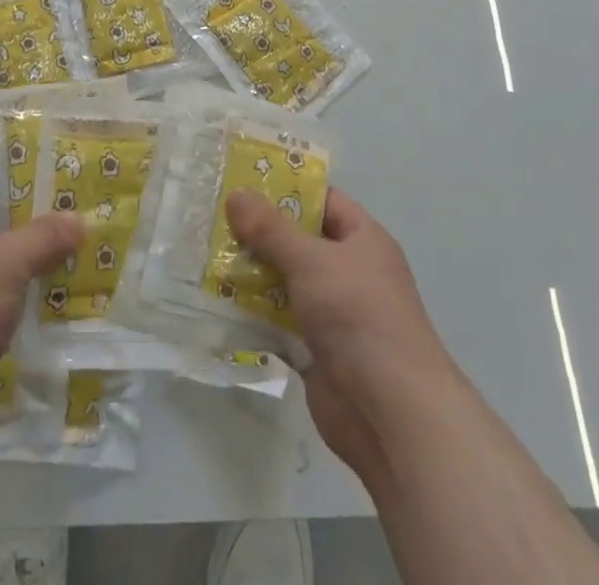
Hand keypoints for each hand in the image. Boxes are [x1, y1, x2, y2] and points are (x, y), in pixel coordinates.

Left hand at [0, 159, 80, 470]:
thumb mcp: (7, 260)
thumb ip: (46, 235)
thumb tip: (79, 220)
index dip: (12, 160)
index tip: (54, 157)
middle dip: (35, 206)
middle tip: (81, 196)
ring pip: (3, 252)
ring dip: (37, 249)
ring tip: (84, 235)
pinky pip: (5, 290)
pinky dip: (30, 286)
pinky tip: (67, 282)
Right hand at [226, 188, 462, 489]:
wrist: (392, 415)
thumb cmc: (359, 316)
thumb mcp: (311, 260)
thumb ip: (271, 229)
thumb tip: (236, 193)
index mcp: (363, 240)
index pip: (323, 200)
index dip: (286, 189)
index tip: (243, 182)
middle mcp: (350, 272)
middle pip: (299, 241)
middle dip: (259, 233)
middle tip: (214, 219)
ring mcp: (334, 313)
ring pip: (286, 282)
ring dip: (252, 273)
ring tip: (206, 257)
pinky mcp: (317, 351)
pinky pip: (280, 321)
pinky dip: (254, 313)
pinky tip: (218, 303)